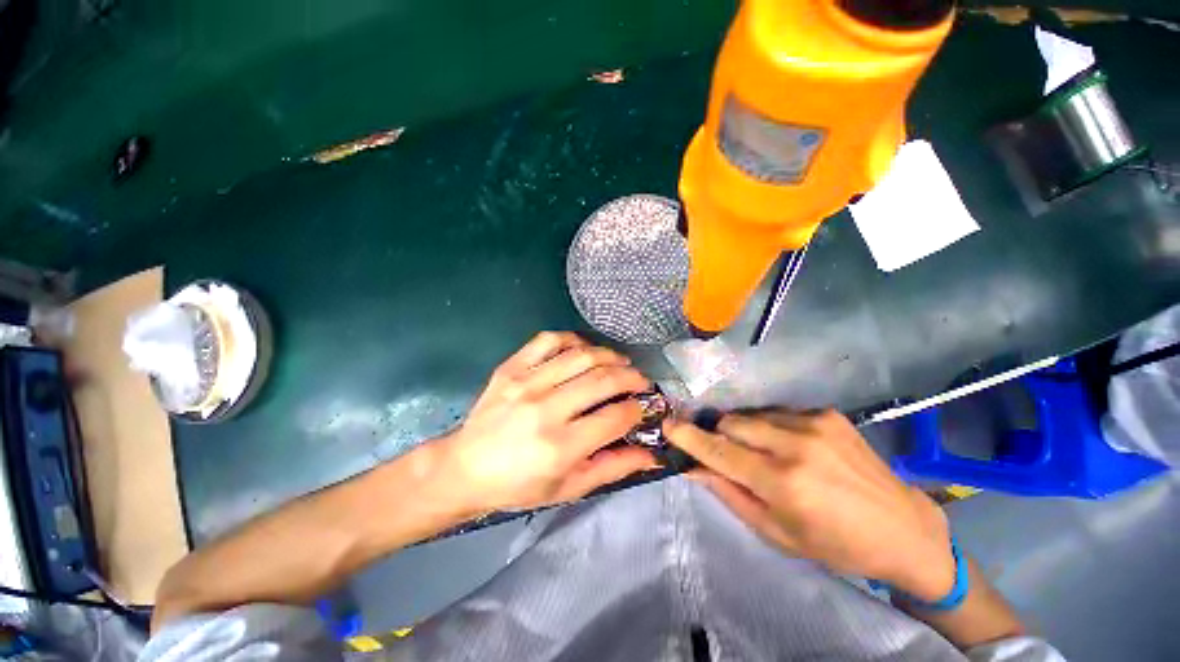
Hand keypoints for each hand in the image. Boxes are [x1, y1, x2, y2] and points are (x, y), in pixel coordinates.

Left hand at [437, 332, 655, 513]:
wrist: (465, 468)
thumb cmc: (519, 486)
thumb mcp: (569, 488)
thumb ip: (613, 468)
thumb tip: (651, 454)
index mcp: (560, 446)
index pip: (616, 417)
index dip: (639, 409)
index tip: (646, 406)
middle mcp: (545, 409)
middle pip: (603, 380)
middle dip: (632, 378)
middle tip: (641, 381)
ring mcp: (526, 383)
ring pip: (581, 355)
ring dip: (610, 356)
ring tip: (621, 363)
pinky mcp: (511, 367)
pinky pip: (549, 340)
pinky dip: (573, 339)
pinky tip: (584, 349)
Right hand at [664, 410, 955, 601]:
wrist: (904, 529)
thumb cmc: (835, 544)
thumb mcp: (776, 533)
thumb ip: (729, 494)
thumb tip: (693, 467)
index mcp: (783, 482)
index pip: (719, 450)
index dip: (688, 436)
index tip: (666, 425)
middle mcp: (796, 444)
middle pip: (731, 422)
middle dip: (718, 435)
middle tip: (724, 451)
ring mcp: (813, 423)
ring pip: (751, 415)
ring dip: (744, 431)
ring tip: (761, 452)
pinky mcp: (826, 413)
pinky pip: (777, 412)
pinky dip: (770, 427)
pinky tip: (789, 446)